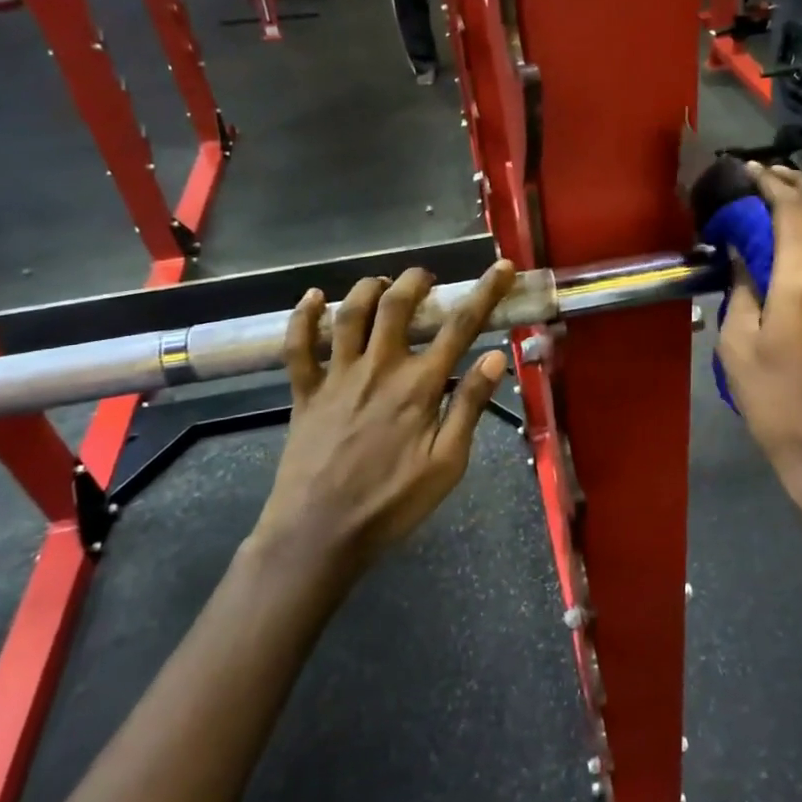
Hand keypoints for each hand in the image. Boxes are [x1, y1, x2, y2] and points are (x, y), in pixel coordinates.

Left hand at [253, 260, 515, 573]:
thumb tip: (496, 357)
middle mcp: (378, 369)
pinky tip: (313, 297)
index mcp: (418, 386)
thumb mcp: (447, 463)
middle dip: (416, 281)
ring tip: (382, 282)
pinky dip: (303, 316)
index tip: (503, 268)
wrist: (319, 533)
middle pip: (397, 306)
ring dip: (368, 289)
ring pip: (350, 314)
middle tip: (427, 278)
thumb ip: (469, 406)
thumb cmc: (392, 503)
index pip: (460, 327)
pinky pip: (298, 345)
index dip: (485, 292)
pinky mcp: (305, 392)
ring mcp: (337, 377)